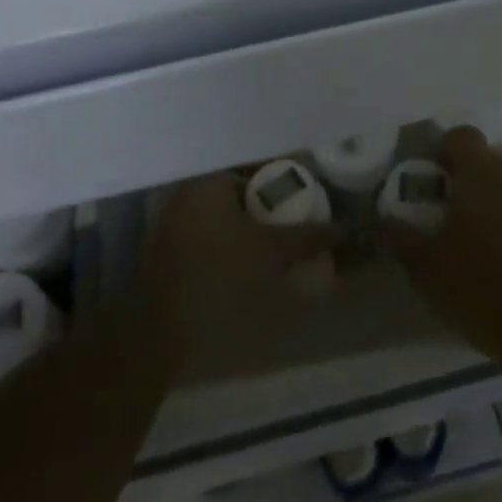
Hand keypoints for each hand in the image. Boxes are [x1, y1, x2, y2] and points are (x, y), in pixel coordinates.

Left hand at [135, 172, 333, 368]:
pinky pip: (210, 237)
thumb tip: (344, 228)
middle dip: (272, 207)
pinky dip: (232, 245)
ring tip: (282, 248)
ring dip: (253, 229)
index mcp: (210, 181)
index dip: (290, 180)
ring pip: (226, 216)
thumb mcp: (272, 255)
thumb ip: (308, 237)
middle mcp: (188, 193)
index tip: (312, 198)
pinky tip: (250, 267)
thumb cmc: (217, 279)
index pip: (259, 167)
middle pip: (243, 191)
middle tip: (300, 225)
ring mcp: (172, 223)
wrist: (156, 333)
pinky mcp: (166, 253)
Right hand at [381, 127, 501, 371]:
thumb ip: (401, 238)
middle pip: (490, 165)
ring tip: (493, 249)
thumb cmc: (482, 290)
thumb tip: (381, 222)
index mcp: (481, 174)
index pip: (461, 136)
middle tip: (458, 223)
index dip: (445, 152)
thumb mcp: (426, 269)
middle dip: (474, 186)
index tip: (436, 181)